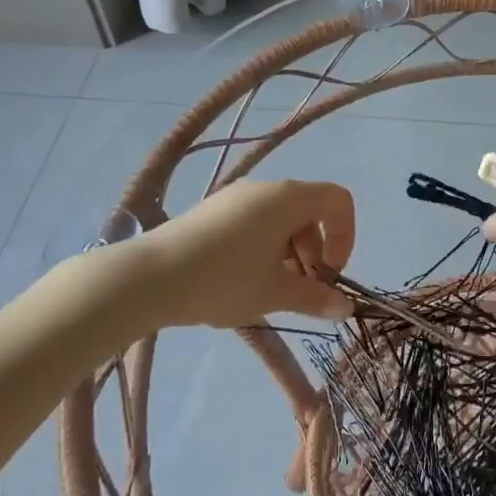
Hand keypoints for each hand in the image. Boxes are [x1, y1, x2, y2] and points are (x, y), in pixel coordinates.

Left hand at [131, 179, 356, 328]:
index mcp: (289, 198)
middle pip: (309, 211)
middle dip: (315, 251)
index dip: (345, 236)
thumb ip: (315, 298)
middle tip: (300, 290)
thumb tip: (345, 308)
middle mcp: (266, 188)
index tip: (328, 274)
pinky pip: (253, 222)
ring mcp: (235, 196)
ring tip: (269, 290)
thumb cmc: (225, 280)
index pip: (338, 200)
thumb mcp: (275, 293)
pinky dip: (263, 247)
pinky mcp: (212, 210)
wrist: (150, 276)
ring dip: (289, 253)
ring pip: (280, 219)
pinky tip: (240, 281)